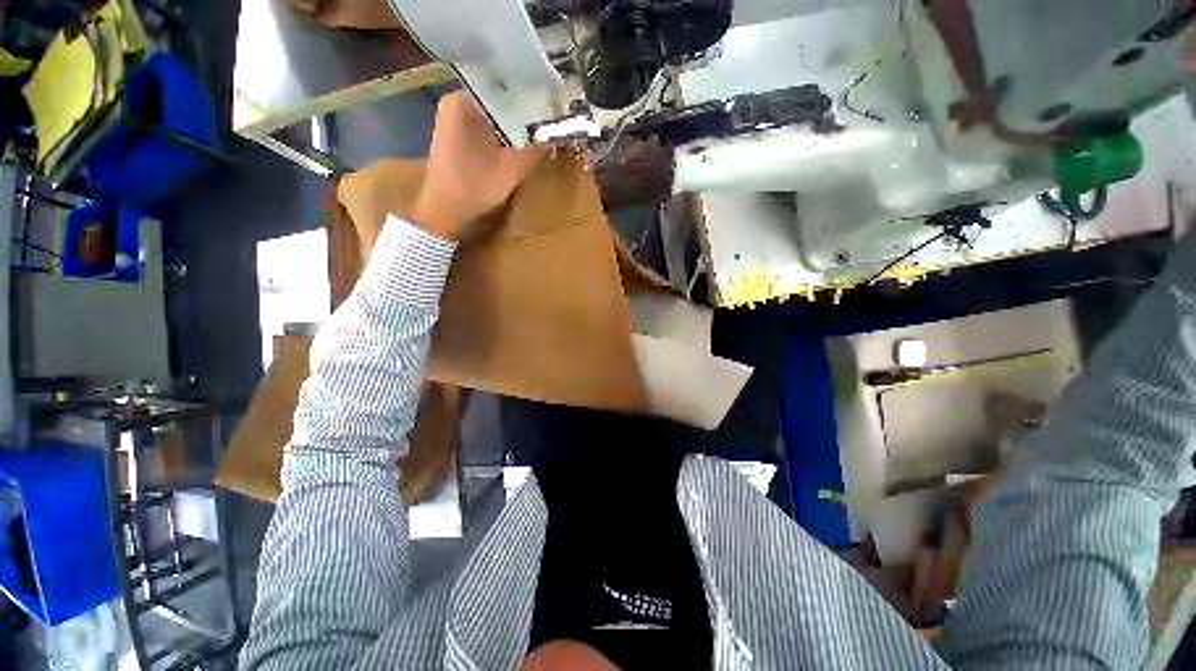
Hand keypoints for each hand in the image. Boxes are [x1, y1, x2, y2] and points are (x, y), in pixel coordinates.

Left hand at [412, 92, 548, 239]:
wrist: (443, 211)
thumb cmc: (475, 187)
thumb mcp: (512, 169)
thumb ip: (537, 147)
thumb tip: (561, 132)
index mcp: (465, 100)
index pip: (507, 89)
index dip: (533, 99)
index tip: (554, 108)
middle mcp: (456, 100)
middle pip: (500, 100)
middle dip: (524, 112)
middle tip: (550, 121)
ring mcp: (453, 117)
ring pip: (493, 114)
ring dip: (514, 124)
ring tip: (538, 130)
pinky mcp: (454, 133)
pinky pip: (485, 124)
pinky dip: (501, 132)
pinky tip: (517, 142)